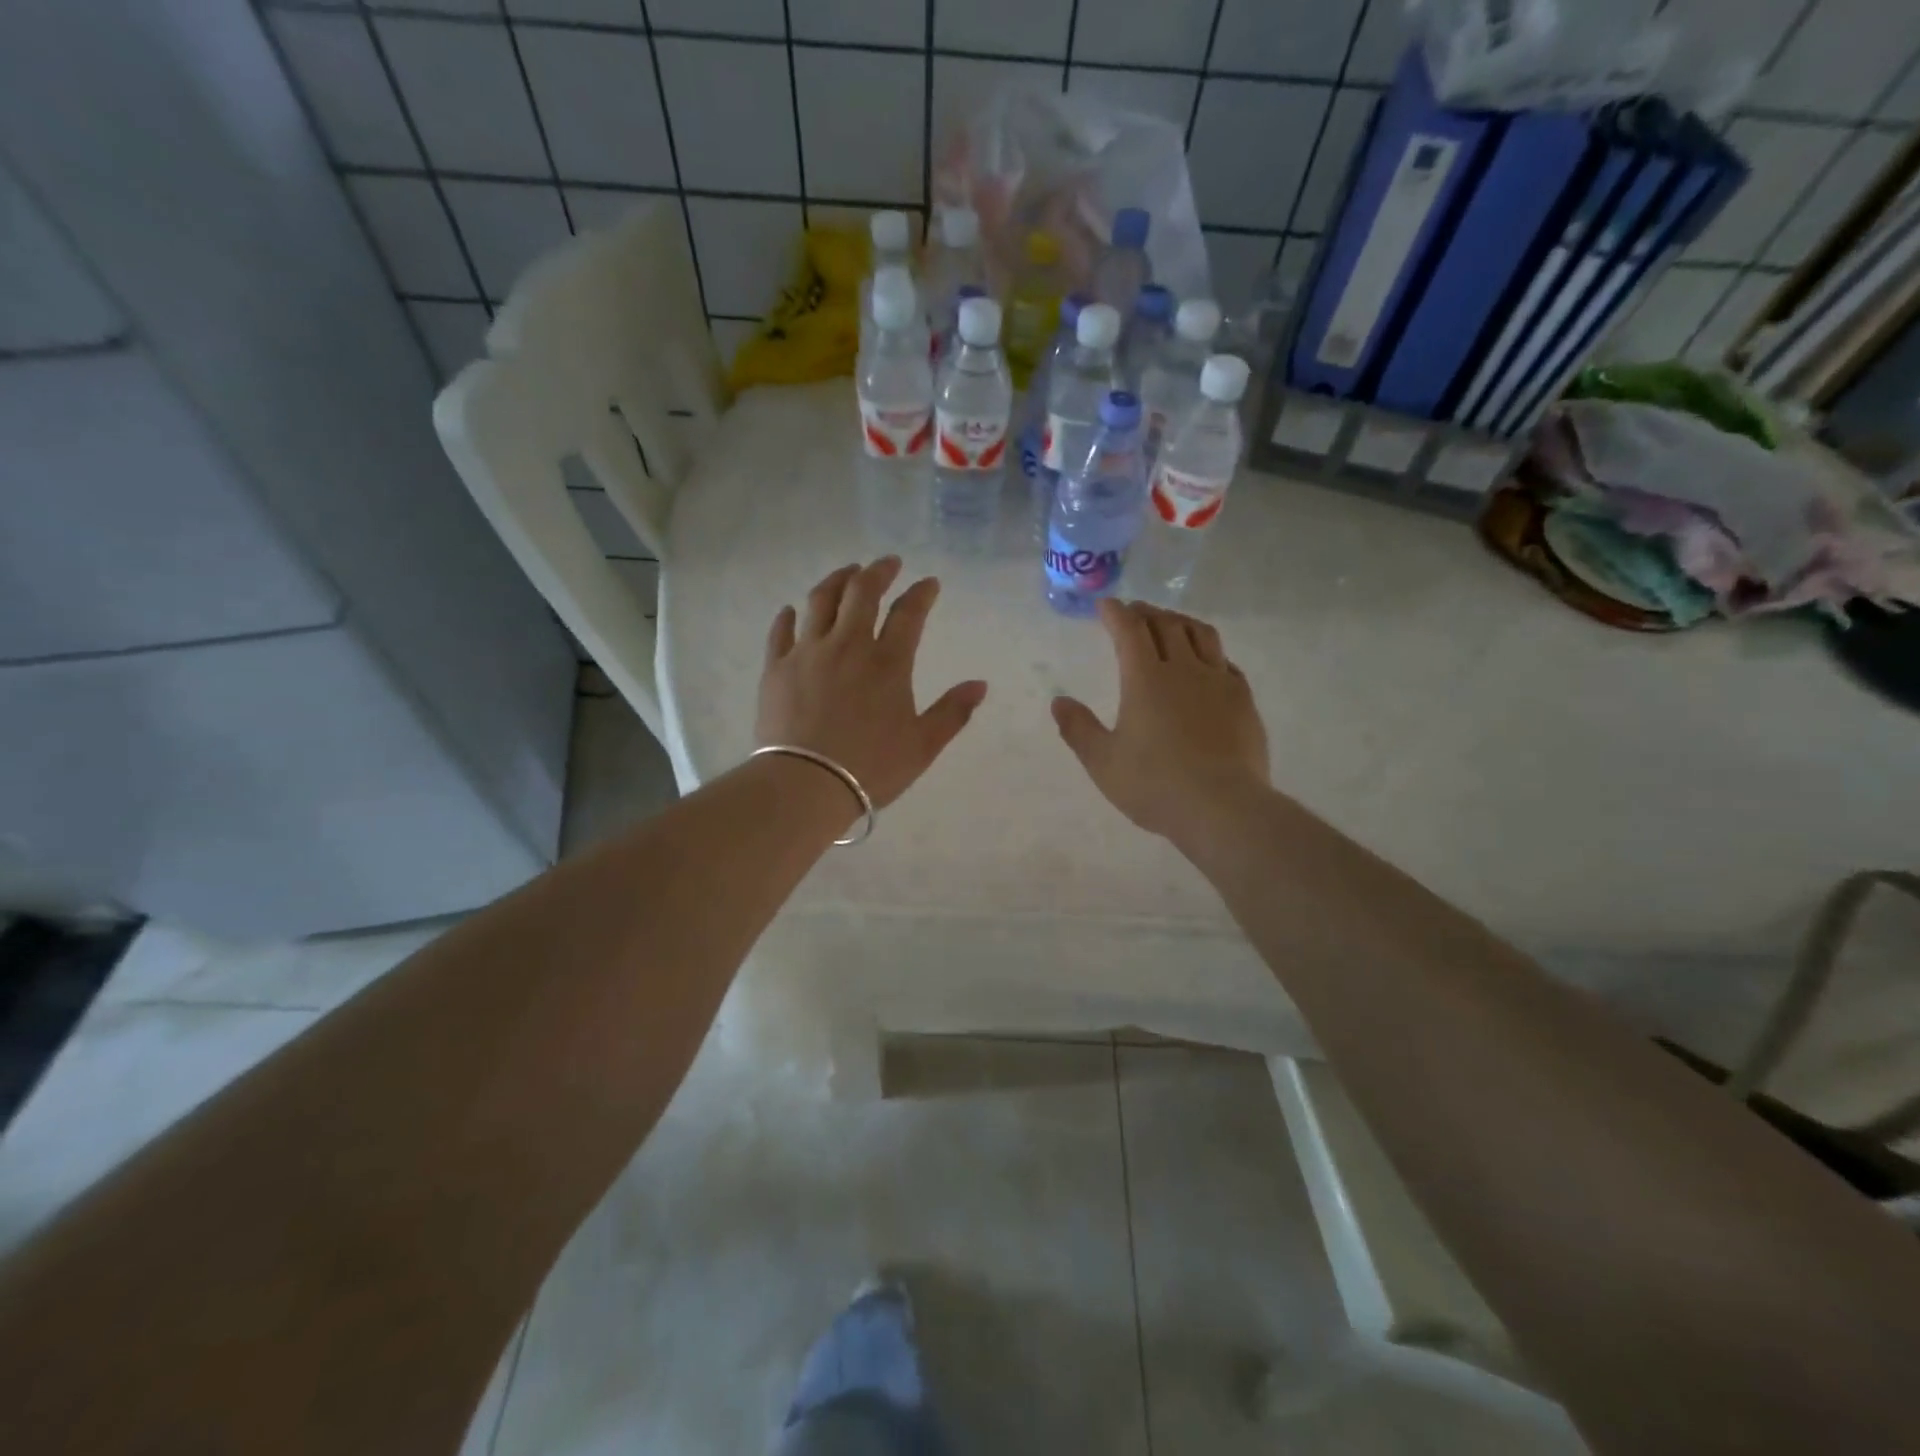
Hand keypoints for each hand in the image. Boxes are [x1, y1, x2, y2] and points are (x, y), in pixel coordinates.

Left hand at [757, 558, 988, 808]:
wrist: (806, 784)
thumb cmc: (871, 767)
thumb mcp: (923, 745)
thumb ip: (953, 712)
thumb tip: (980, 685)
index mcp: (888, 662)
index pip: (908, 613)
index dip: (921, 593)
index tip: (929, 582)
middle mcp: (847, 645)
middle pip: (861, 592)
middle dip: (878, 571)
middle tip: (888, 562)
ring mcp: (808, 652)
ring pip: (821, 600)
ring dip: (837, 580)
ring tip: (847, 572)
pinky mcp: (777, 667)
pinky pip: (782, 631)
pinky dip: (789, 616)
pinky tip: (792, 610)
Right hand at [1052, 599, 1269, 844]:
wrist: (1223, 807)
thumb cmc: (1154, 785)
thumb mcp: (1103, 762)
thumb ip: (1078, 729)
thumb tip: (1059, 702)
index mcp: (1145, 679)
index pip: (1130, 630)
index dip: (1116, 613)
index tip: (1106, 604)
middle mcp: (1183, 670)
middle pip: (1166, 625)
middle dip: (1146, 612)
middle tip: (1133, 611)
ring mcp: (1219, 682)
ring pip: (1201, 634)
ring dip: (1180, 622)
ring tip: (1170, 624)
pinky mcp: (1243, 700)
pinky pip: (1225, 662)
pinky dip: (1209, 652)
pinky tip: (1207, 663)